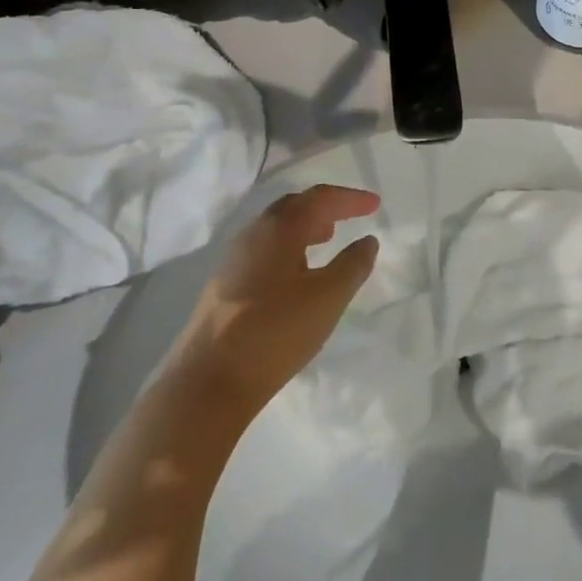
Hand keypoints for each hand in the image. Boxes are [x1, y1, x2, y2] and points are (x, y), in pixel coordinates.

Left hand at [166, 185, 380, 423]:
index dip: (350, 198)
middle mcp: (254, 233)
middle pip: (293, 206)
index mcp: (280, 227)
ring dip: (304, 228)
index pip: (320, 197)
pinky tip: (294, 275)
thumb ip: (353, 265)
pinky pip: (263, 250)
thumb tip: (367, 240)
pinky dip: (287, 248)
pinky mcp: (222, 285)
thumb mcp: (327, 298)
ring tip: (324, 242)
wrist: (206, 383)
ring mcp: (233, 259)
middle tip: (347, 218)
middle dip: (324, 208)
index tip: (375, 205)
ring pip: (275, 228)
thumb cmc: (275, 332)